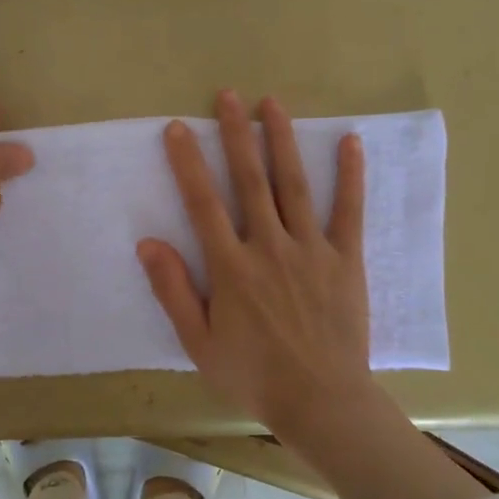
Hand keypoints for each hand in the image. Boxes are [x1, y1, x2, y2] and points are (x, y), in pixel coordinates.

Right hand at [137, 89, 375, 439]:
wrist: (322, 402)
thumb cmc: (254, 376)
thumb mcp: (199, 343)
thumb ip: (174, 290)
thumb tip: (148, 243)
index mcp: (232, 268)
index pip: (203, 203)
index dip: (188, 163)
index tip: (178, 128)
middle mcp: (269, 247)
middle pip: (249, 180)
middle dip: (236, 134)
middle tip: (227, 96)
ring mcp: (311, 250)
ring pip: (293, 185)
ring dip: (281, 141)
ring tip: (272, 104)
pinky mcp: (345, 259)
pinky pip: (348, 211)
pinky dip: (350, 175)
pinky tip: (350, 142)